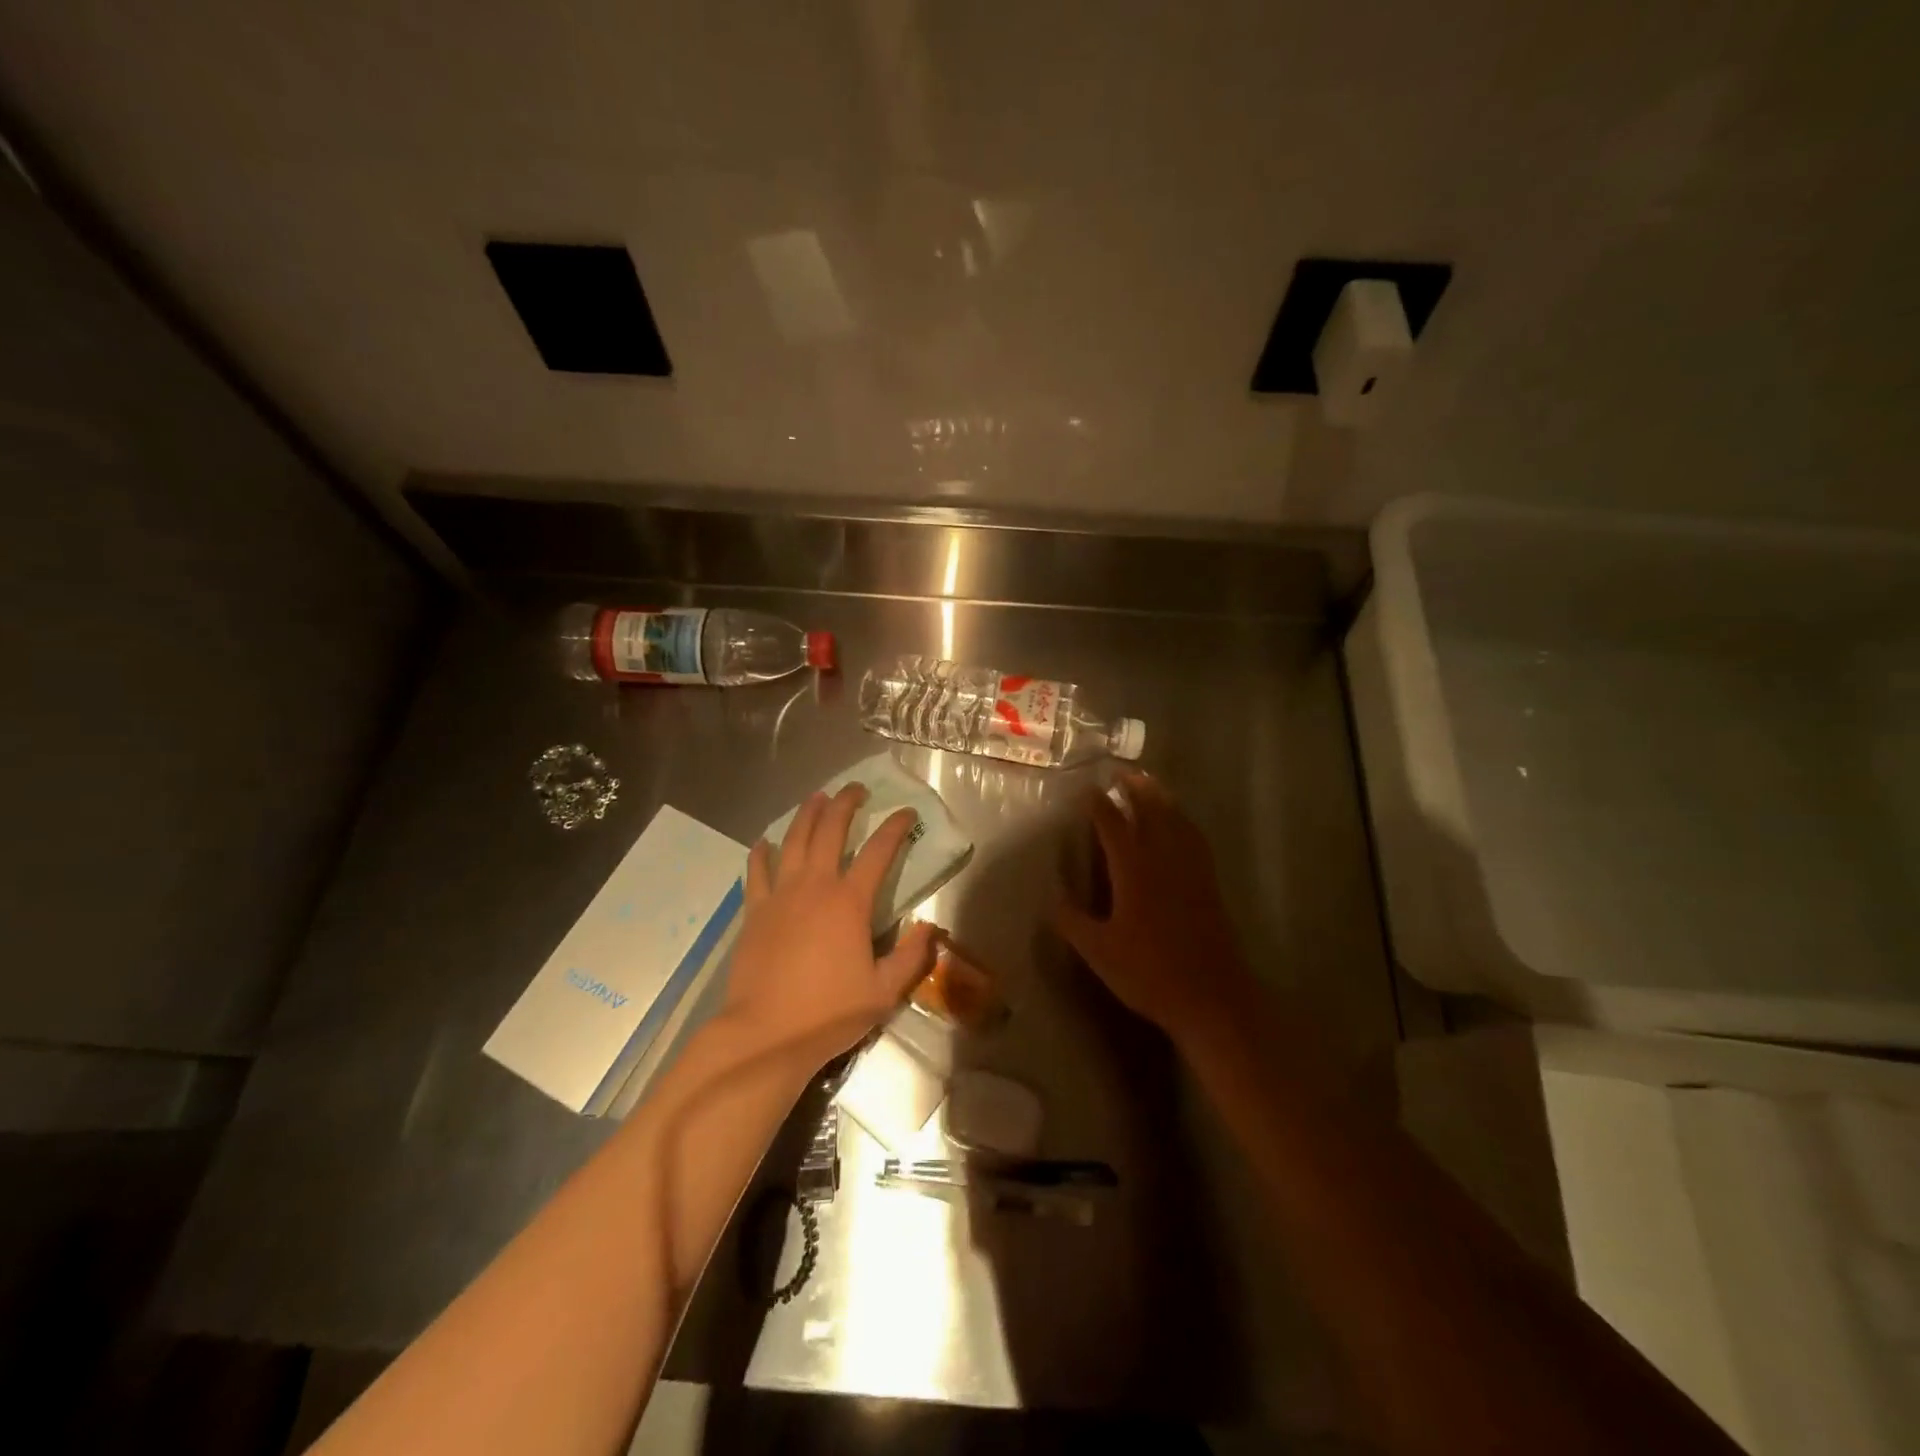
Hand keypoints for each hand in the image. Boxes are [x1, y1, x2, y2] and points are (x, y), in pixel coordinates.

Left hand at [724, 784, 937, 1061]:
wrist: (765, 1034)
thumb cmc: (829, 1013)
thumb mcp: (884, 992)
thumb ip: (911, 956)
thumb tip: (929, 927)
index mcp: (849, 902)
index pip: (879, 851)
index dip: (895, 827)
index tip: (906, 813)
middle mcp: (815, 886)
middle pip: (830, 830)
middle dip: (845, 804)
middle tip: (855, 790)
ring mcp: (780, 895)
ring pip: (793, 840)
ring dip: (807, 815)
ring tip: (816, 797)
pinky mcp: (755, 911)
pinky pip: (757, 871)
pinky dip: (762, 853)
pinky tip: (765, 842)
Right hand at [1053, 771, 1252, 1042]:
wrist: (1211, 997)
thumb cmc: (1149, 974)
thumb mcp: (1099, 952)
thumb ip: (1073, 922)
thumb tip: (1052, 900)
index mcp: (1134, 871)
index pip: (1113, 826)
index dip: (1099, 805)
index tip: (1087, 788)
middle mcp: (1164, 860)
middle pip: (1151, 811)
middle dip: (1135, 789)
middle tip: (1121, 772)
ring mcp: (1191, 870)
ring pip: (1177, 820)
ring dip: (1162, 797)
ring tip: (1149, 784)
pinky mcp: (1209, 883)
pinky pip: (1195, 838)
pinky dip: (1184, 820)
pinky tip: (1181, 823)